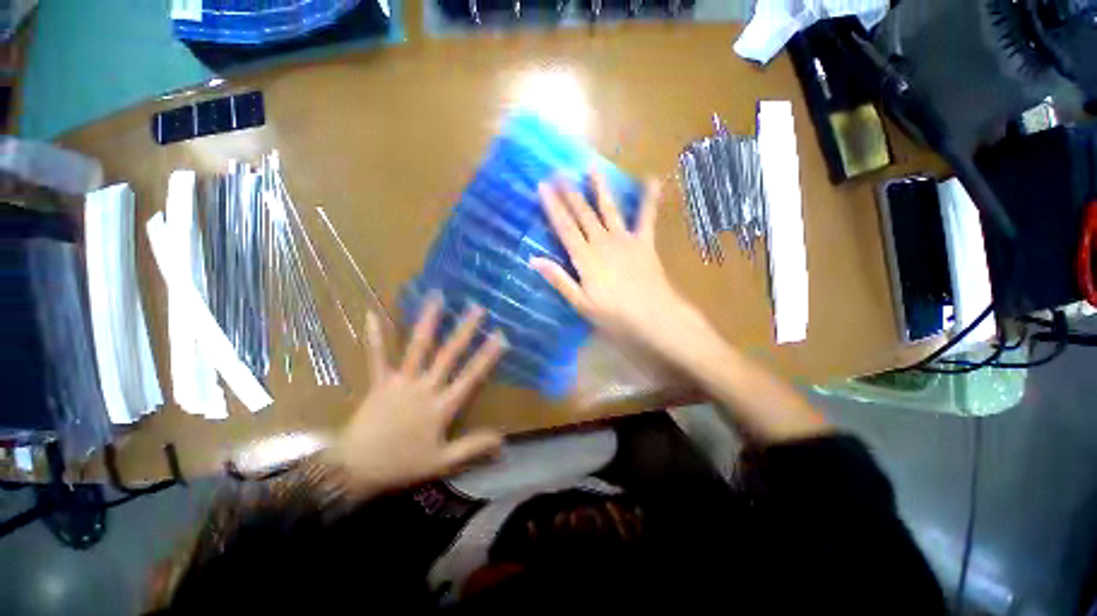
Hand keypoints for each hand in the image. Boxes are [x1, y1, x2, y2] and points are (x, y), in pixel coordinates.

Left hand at [329, 293, 506, 495]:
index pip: (470, 376)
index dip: (487, 356)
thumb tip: (503, 441)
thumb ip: (472, 448)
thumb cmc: (401, 464)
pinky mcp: (379, 382)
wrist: (355, 470)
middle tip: (476, 308)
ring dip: (428, 322)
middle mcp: (424, 387)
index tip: (500, 336)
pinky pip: (376, 357)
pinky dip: (375, 337)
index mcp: (441, 406)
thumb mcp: (442, 462)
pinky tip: (372, 314)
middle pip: (448, 354)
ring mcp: (400, 382)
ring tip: (436, 298)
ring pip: (417, 347)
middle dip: (464, 330)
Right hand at [531, 172, 702, 355]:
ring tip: (592, 168)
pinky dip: (649, 199)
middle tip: (559, 171)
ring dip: (599, 188)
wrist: (652, 315)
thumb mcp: (580, 302)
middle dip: (570, 192)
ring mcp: (624, 239)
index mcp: (585, 257)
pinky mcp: (644, 242)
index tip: (543, 185)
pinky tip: (651, 180)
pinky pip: (646, 217)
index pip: (564, 227)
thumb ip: (558, 279)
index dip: (553, 206)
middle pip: (583, 213)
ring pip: (609, 209)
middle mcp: (602, 241)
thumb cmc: (613, 313)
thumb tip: (533, 260)